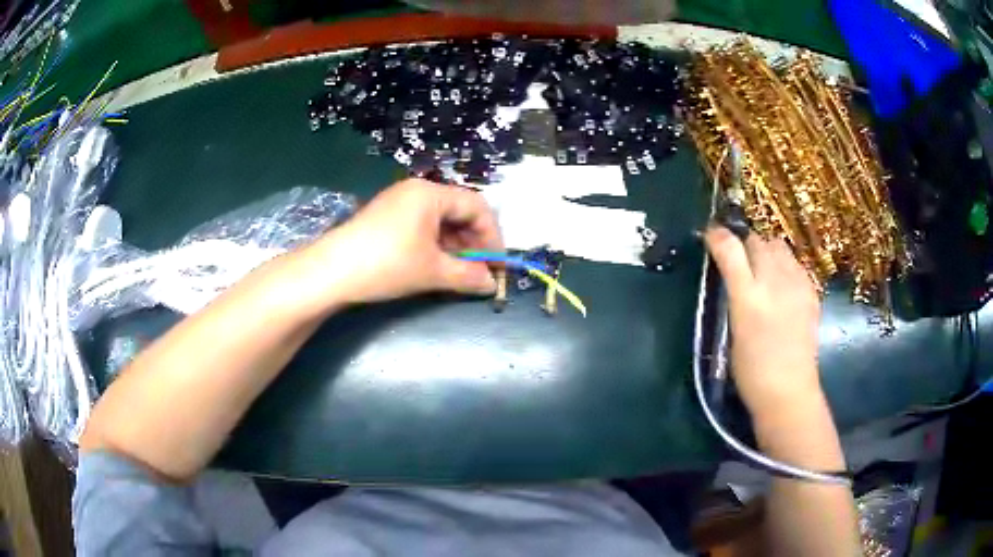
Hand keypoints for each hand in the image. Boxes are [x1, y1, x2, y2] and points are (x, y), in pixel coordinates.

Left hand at [299, 179, 502, 308]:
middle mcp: (416, 191)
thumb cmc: (387, 264)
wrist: (330, 272)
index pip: (477, 206)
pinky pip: (422, 227)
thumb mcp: (432, 271)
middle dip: (474, 242)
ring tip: (460, 273)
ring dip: (455, 247)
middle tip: (480, 272)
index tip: (498, 265)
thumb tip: (491, 284)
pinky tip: (436, 267)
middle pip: (458, 211)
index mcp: (431, 193)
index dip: (492, 236)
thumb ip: (468, 276)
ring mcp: (399, 204)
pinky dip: (435, 246)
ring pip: (440, 222)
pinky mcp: (386, 219)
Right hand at [704, 226, 822, 416]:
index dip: (718, 237)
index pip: (731, 248)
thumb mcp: (731, 331)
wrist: (788, 391)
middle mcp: (774, 282)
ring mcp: (797, 285)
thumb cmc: (751, 369)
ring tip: (762, 270)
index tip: (710, 236)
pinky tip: (782, 286)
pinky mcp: (811, 291)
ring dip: (766, 251)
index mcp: (748, 296)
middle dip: (745, 244)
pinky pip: (795, 263)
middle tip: (738, 260)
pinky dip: (785, 265)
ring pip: (779, 247)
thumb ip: (731, 292)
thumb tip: (727, 266)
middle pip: (757, 241)